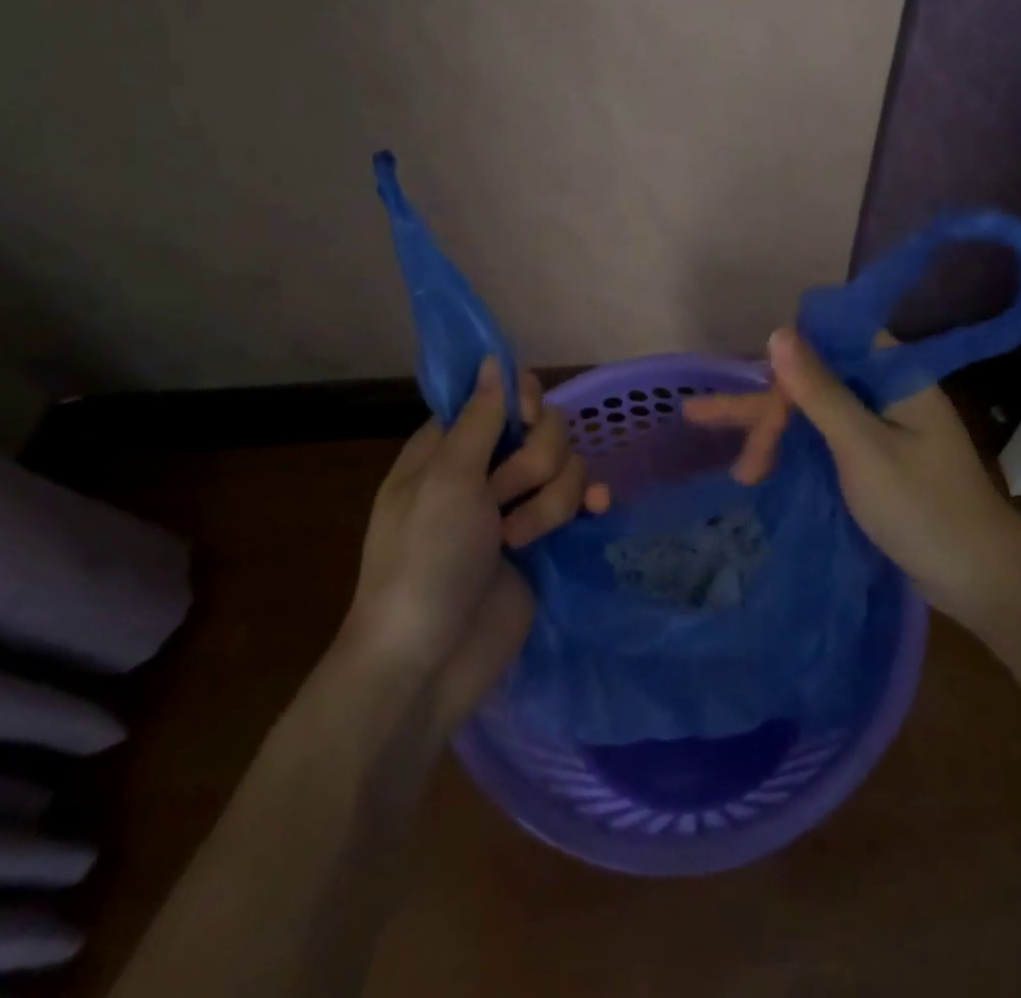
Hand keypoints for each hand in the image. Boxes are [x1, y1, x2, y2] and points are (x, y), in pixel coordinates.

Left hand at [342, 358, 609, 731]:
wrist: (430, 661)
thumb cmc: (424, 561)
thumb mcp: (446, 480)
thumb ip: (481, 418)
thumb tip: (495, 358)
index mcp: (450, 446)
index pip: (501, 394)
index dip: (521, 402)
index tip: (524, 420)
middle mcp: (486, 466)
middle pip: (544, 427)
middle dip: (535, 462)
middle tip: (501, 497)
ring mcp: (516, 503)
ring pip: (566, 464)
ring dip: (551, 499)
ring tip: (518, 539)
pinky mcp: (544, 535)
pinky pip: (580, 497)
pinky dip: (587, 501)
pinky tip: (596, 510)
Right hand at [684, 328, 1020, 630]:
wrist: (980, 579)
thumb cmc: (923, 509)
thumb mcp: (863, 448)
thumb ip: (819, 391)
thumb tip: (779, 331)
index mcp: (895, 374)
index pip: (831, 338)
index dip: (789, 354)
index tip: (753, 382)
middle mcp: (886, 390)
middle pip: (815, 378)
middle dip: (767, 404)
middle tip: (705, 421)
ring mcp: (880, 426)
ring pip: (814, 411)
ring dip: (774, 432)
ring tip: (735, 467)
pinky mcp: (875, 457)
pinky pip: (824, 439)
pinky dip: (794, 451)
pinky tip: (761, 467)